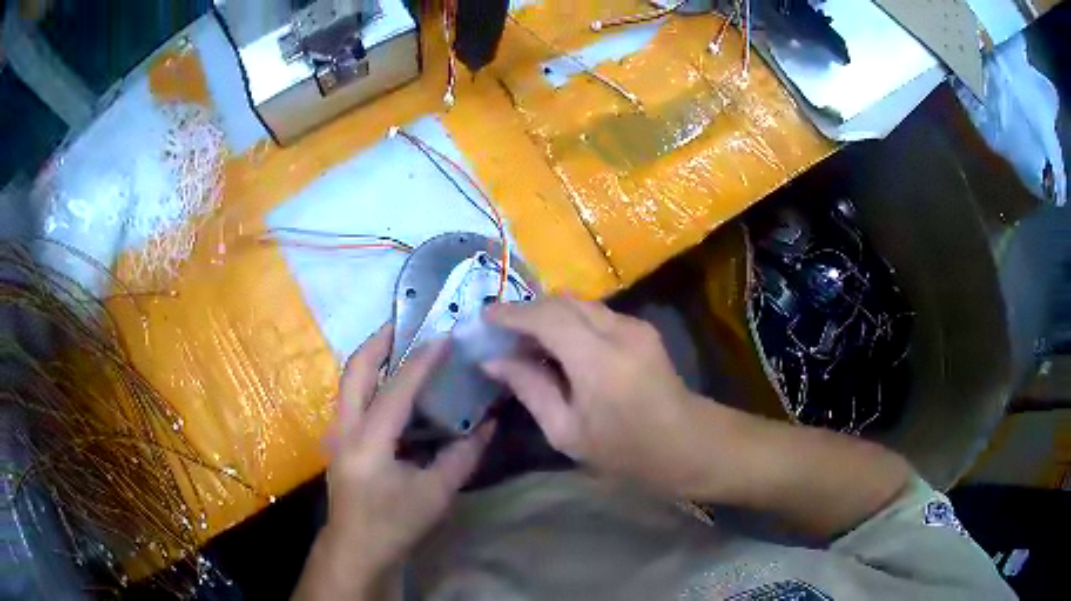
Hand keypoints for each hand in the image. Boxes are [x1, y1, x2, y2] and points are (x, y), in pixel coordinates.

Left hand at [295, 325, 493, 599]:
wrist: (357, 548)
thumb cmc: (394, 524)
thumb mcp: (435, 494)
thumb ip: (462, 456)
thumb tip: (488, 424)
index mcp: (370, 441)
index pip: (396, 389)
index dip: (421, 361)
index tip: (443, 336)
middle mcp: (346, 428)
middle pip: (354, 369)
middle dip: (378, 341)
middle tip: (406, 323)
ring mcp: (338, 433)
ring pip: (348, 380)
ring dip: (372, 357)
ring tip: (400, 344)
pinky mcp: (341, 440)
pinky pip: (353, 397)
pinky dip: (370, 379)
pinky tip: (394, 384)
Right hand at [483, 298, 708, 496]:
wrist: (687, 444)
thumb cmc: (625, 451)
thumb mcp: (567, 432)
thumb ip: (530, 389)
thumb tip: (493, 361)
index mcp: (599, 361)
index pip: (546, 318)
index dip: (511, 314)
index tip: (484, 317)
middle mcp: (619, 331)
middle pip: (563, 301)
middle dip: (528, 311)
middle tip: (502, 333)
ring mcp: (635, 325)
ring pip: (580, 304)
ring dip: (549, 315)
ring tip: (527, 342)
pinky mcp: (643, 328)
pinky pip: (596, 314)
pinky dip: (570, 322)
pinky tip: (560, 348)